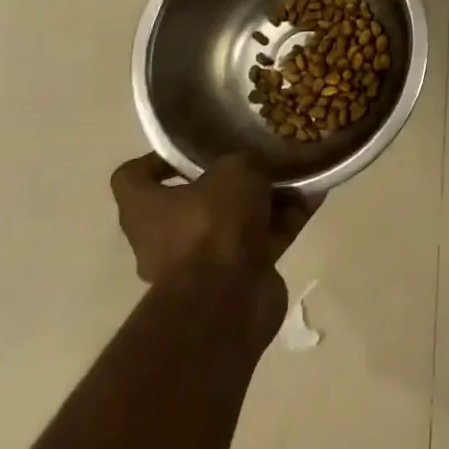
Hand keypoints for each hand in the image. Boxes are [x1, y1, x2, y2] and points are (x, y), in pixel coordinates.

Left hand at [110, 152, 316, 285]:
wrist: (228, 300)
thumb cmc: (213, 224)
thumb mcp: (234, 170)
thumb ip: (245, 160)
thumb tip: (259, 163)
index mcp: (145, 209)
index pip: (132, 176)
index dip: (158, 158)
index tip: (193, 147)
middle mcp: (165, 236)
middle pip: (196, 198)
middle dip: (232, 178)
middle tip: (260, 155)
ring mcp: (203, 260)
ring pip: (237, 218)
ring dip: (268, 197)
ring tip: (299, 170)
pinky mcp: (238, 276)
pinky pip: (265, 237)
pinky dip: (288, 218)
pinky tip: (316, 195)